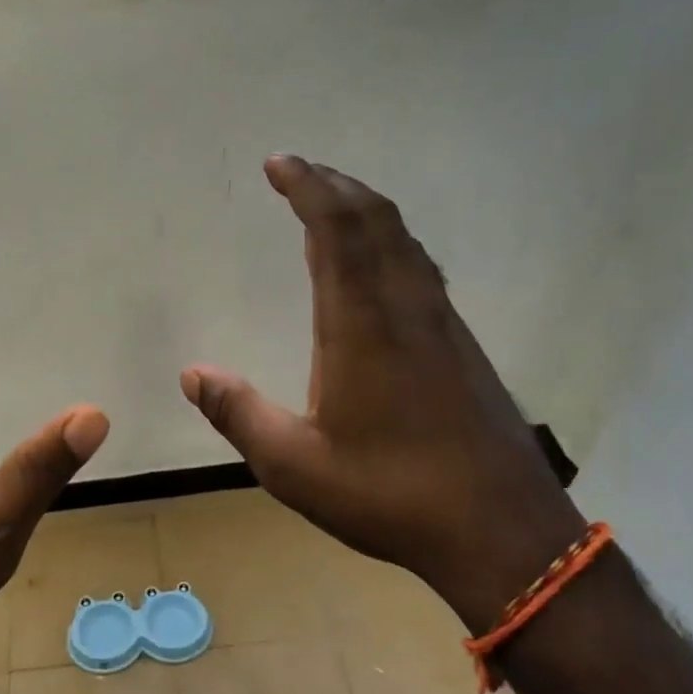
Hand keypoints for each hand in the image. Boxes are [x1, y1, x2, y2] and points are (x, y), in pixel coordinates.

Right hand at [179, 155, 581, 625]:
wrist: (501, 530)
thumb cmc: (390, 494)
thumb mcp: (294, 465)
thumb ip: (238, 414)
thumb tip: (191, 373)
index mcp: (360, 324)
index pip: (336, 229)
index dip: (307, 186)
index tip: (279, 163)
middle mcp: (405, 307)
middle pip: (375, 219)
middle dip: (334, 185)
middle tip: (299, 172)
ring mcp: (441, 324)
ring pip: (404, 240)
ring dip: (365, 210)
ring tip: (331, 206)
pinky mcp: (461, 345)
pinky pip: (420, 268)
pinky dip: (390, 243)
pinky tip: (379, 267)